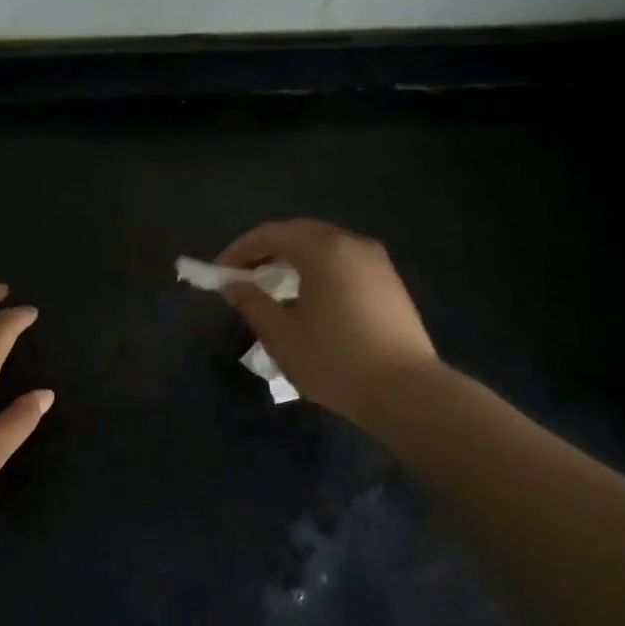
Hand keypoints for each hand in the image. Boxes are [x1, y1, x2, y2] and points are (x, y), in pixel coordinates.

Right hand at [214, 218, 442, 426]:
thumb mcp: (282, 335)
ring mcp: (376, 262)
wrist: (406, 391)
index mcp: (324, 250)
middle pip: (299, 233)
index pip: (272, 234)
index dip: (240, 250)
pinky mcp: (389, 282)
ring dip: (292, 259)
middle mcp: (352, 244)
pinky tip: (307, 297)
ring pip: (324, 246)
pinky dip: (317, 269)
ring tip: (270, 285)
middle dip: (266, 250)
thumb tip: (232, 285)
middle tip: (241, 275)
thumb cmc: (335, 360)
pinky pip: (343, 262)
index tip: (218, 272)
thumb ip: (252, 303)